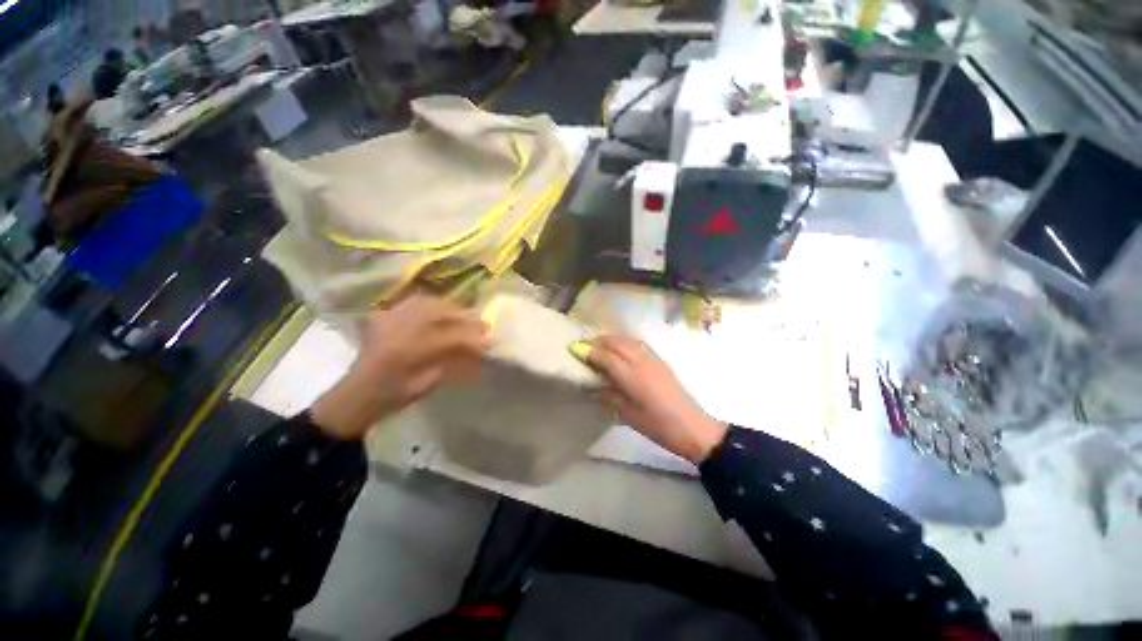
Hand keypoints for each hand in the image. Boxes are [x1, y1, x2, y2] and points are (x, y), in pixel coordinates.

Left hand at [311, 296, 491, 439]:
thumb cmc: (390, 399)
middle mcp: (397, 329)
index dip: (473, 339)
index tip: (491, 341)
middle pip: (439, 312)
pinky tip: (439, 310)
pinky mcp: (383, 317)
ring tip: (463, 315)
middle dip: (464, 316)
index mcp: (407, 351)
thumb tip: (477, 352)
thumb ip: (451, 365)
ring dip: (449, 307)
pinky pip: (410, 303)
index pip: (450, 338)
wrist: (354, 397)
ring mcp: (387, 319)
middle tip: (481, 323)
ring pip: (426, 302)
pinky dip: (430, 303)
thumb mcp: (425, 386)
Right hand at [585, 336, 727, 463]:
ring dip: (612, 339)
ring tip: (600, 345)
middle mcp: (642, 362)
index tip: (574, 349)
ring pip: (628, 340)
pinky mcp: (661, 361)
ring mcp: (654, 360)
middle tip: (584, 346)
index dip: (589, 352)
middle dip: (598, 341)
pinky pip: (639, 344)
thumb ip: (611, 397)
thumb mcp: (629, 416)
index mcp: (633, 377)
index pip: (606, 357)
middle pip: (617, 343)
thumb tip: (595, 386)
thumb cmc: (659, 427)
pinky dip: (625, 342)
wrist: (694, 428)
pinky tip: (621, 349)